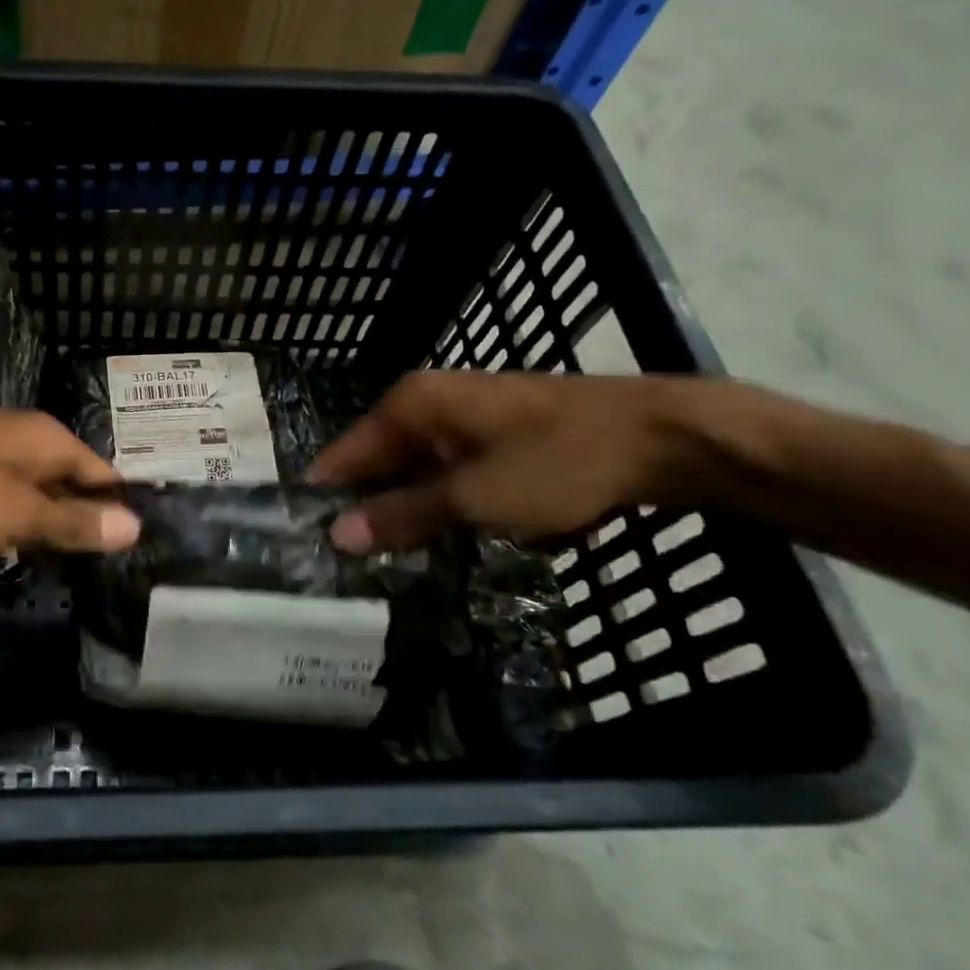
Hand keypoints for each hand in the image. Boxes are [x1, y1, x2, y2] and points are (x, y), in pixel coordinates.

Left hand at [0, 411, 139, 561]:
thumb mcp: (17, 515)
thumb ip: (74, 521)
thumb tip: (136, 524)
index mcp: (44, 436)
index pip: (102, 472)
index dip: (119, 510)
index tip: (135, 553)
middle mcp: (18, 438)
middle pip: (68, 482)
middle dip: (81, 522)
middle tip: (102, 571)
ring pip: (30, 495)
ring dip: (43, 528)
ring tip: (63, 570)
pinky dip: (7, 527)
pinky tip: (8, 554)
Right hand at [308, 370, 701, 547]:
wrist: (663, 438)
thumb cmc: (558, 460)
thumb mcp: (474, 496)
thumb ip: (403, 515)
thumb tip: (337, 536)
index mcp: (411, 404)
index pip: (345, 453)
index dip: (326, 497)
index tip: (307, 542)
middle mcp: (427, 404)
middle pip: (378, 462)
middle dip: (367, 509)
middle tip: (347, 565)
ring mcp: (463, 419)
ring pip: (414, 472)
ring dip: (407, 512)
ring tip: (388, 562)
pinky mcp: (493, 437)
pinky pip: (448, 474)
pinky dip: (442, 504)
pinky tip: (442, 539)